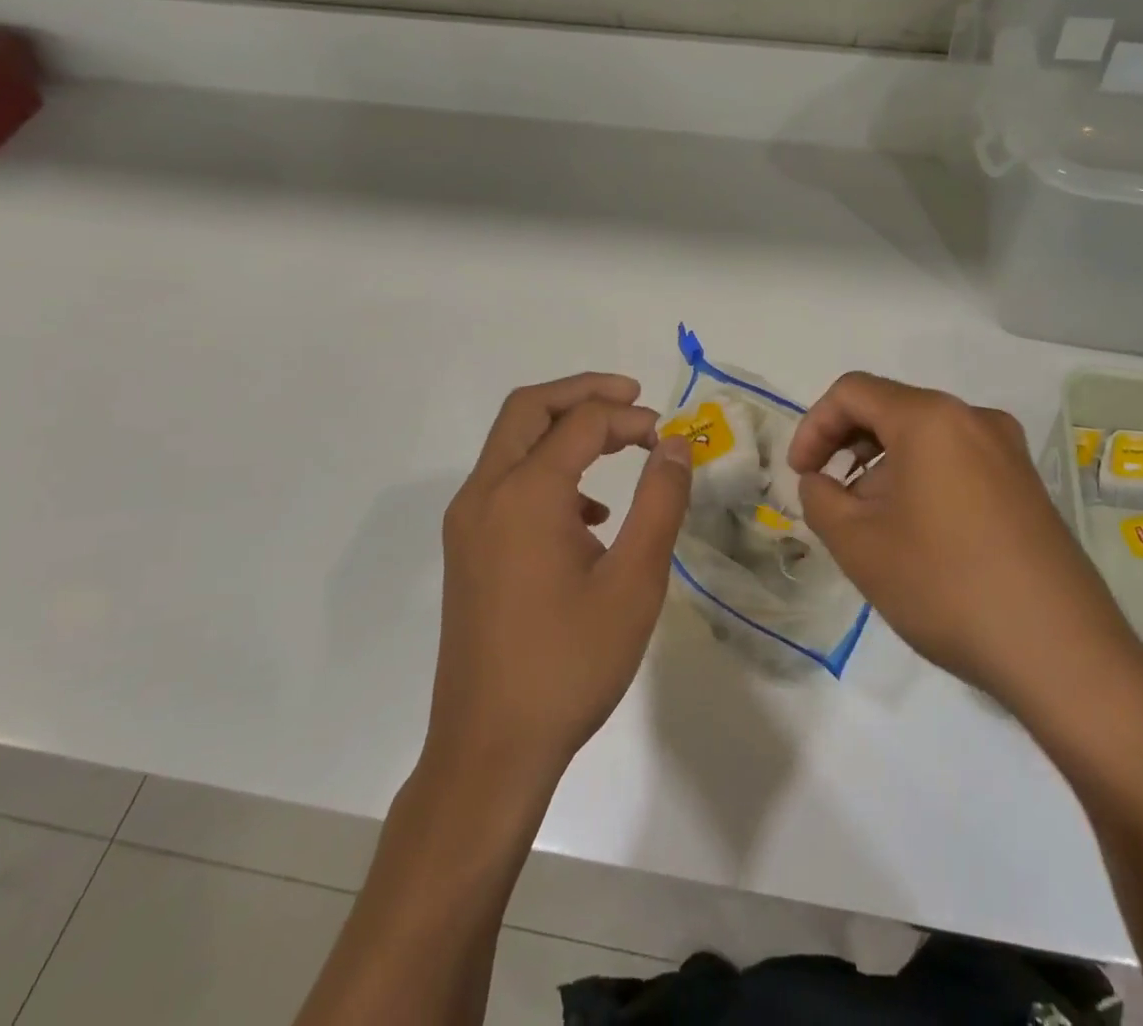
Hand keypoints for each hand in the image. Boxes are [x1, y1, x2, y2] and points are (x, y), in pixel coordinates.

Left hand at [428, 373, 691, 787]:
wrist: (490, 749)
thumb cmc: (570, 664)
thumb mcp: (634, 582)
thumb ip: (660, 502)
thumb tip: (676, 445)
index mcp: (524, 494)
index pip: (581, 423)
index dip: (631, 418)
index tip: (670, 439)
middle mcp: (485, 494)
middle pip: (528, 409)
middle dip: (583, 393)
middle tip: (633, 398)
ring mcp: (467, 523)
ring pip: (512, 443)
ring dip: (562, 429)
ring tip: (618, 445)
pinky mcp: (466, 549)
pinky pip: (505, 482)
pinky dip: (546, 469)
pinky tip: (588, 514)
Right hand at [789, 373, 1142, 728]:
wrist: (1062, 652)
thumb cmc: (946, 586)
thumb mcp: (859, 545)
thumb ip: (820, 500)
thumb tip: (820, 482)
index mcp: (931, 418)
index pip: (852, 392)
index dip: (813, 426)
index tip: (801, 476)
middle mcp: (974, 419)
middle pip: (891, 409)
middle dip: (848, 447)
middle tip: (830, 499)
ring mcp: (1008, 451)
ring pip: (925, 438)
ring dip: (884, 468)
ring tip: (871, 525)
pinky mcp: (1027, 486)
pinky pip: (958, 462)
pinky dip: (922, 481)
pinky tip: (918, 535)